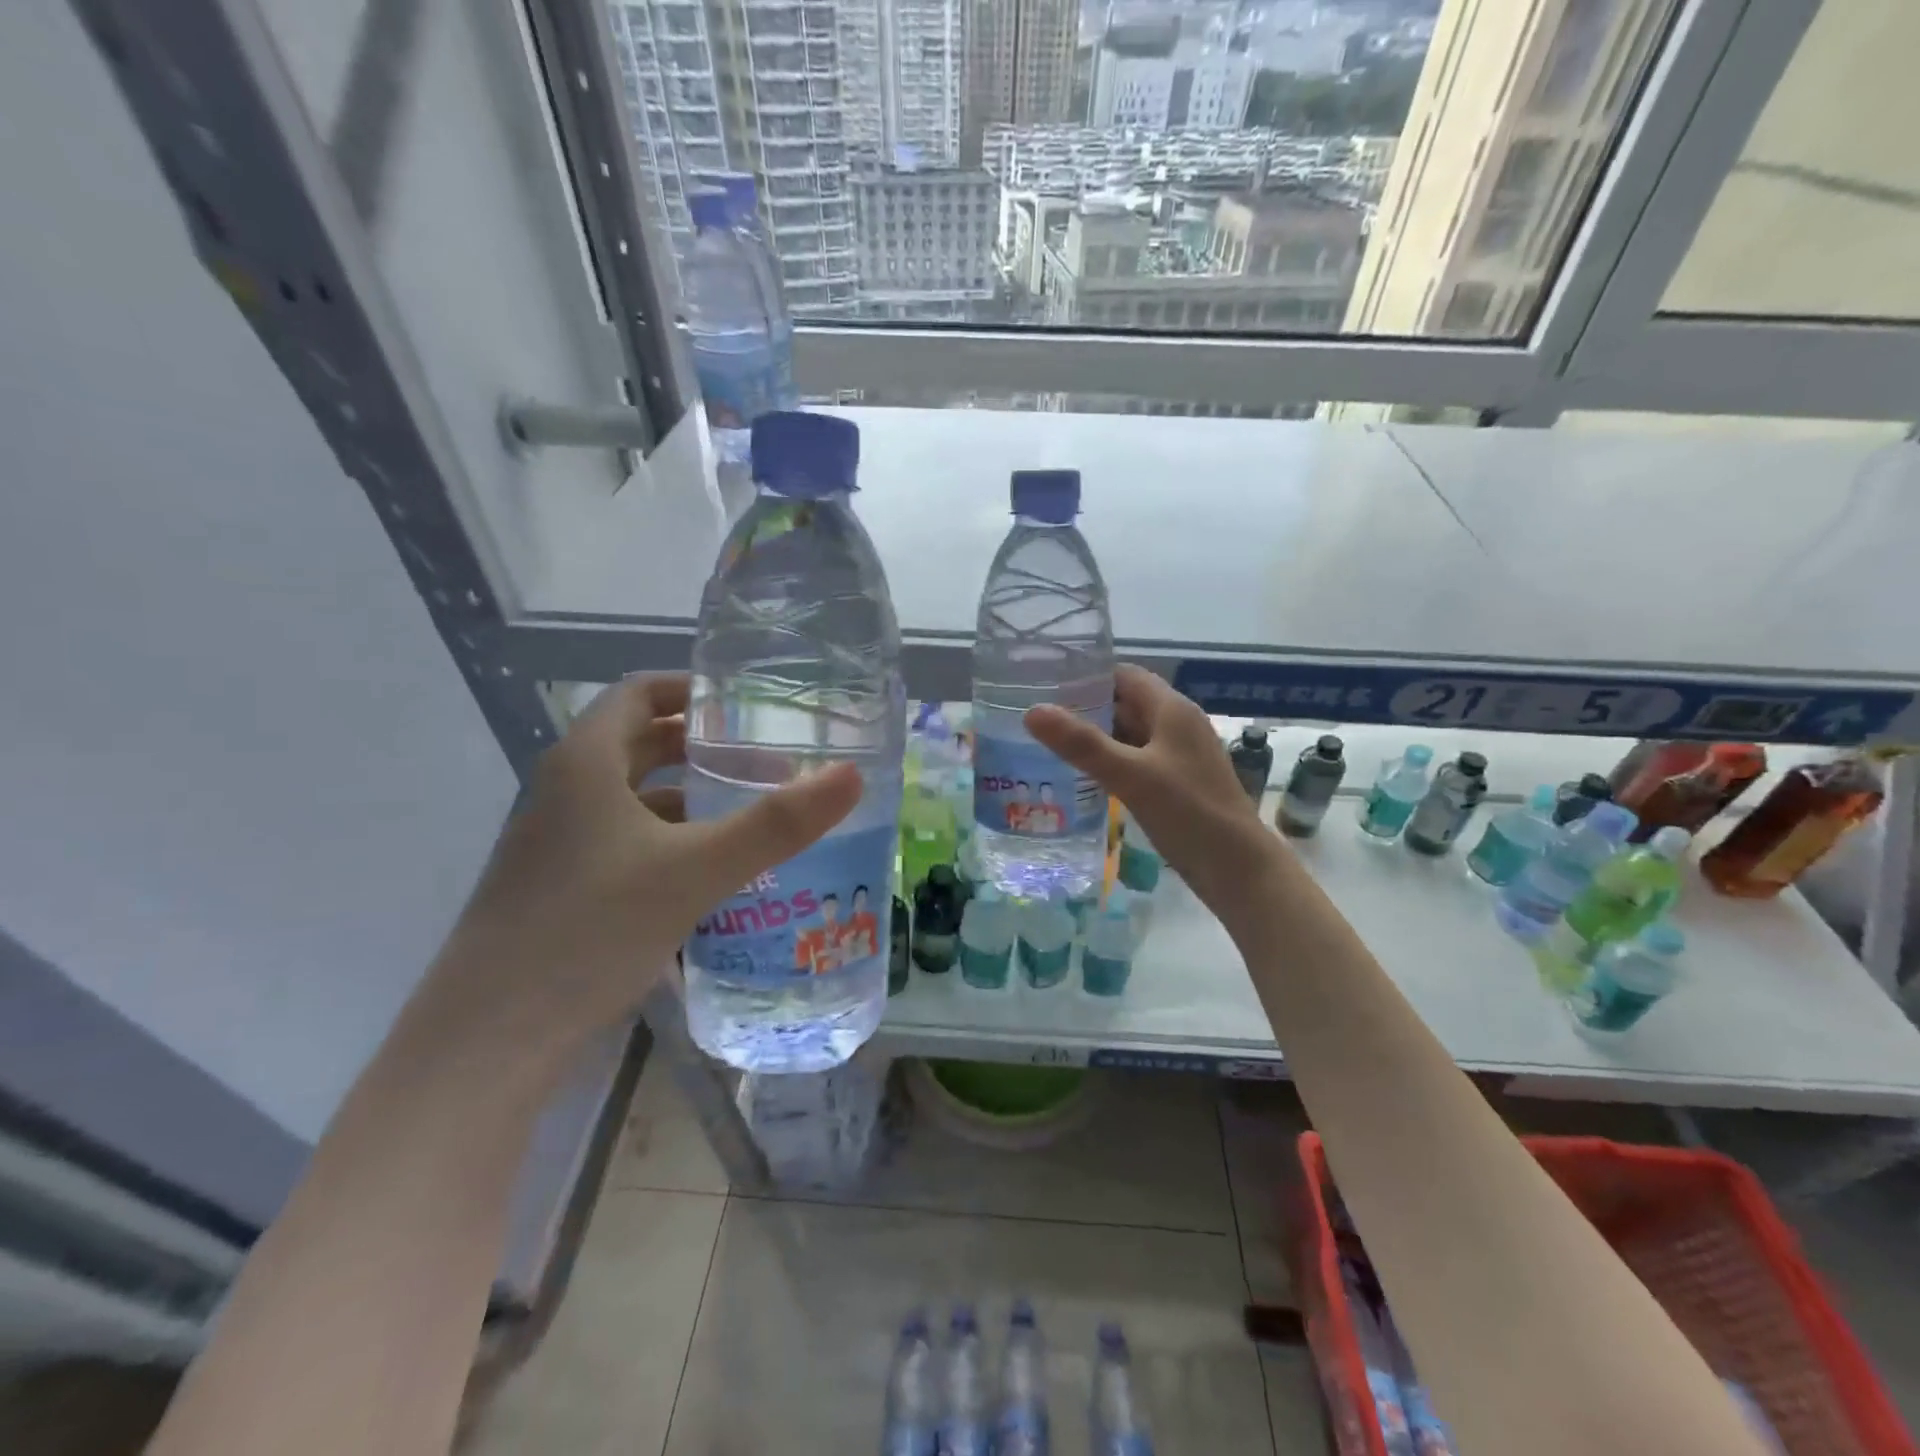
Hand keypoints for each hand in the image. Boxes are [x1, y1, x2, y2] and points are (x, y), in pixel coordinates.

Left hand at [416, 675, 860, 1081]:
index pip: (640, 693)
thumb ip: (777, 824)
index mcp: (585, 762)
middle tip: (769, 761)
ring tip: (752, 816)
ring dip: (692, 798)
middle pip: (642, 744)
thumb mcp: (696, 870)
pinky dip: (671, 841)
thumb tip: (851, 775)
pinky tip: (711, 875)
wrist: (489, 1040)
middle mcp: (565, 791)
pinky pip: (627, 842)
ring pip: (636, 799)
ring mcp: (558, 842)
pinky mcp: (560, 887)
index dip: (693, 689)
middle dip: (705, 747)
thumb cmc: (590, 929)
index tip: (748, 705)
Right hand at [1026, 666, 1278, 920]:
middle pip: (1125, 704)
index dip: (1087, 677)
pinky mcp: (1177, 783)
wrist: (1238, 869)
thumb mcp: (1130, 775)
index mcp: (1172, 709)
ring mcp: (1179, 756)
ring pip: (1130, 735)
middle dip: (1084, 709)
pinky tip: (1081, 779)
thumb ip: (1082, 744)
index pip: (1123, 675)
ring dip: (1096, 739)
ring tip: (1048, 747)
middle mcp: (1177, 725)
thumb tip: (1032, 711)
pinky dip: (1110, 764)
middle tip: (1038, 719)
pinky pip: (1136, 762)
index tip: (1045, 686)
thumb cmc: (1188, 813)